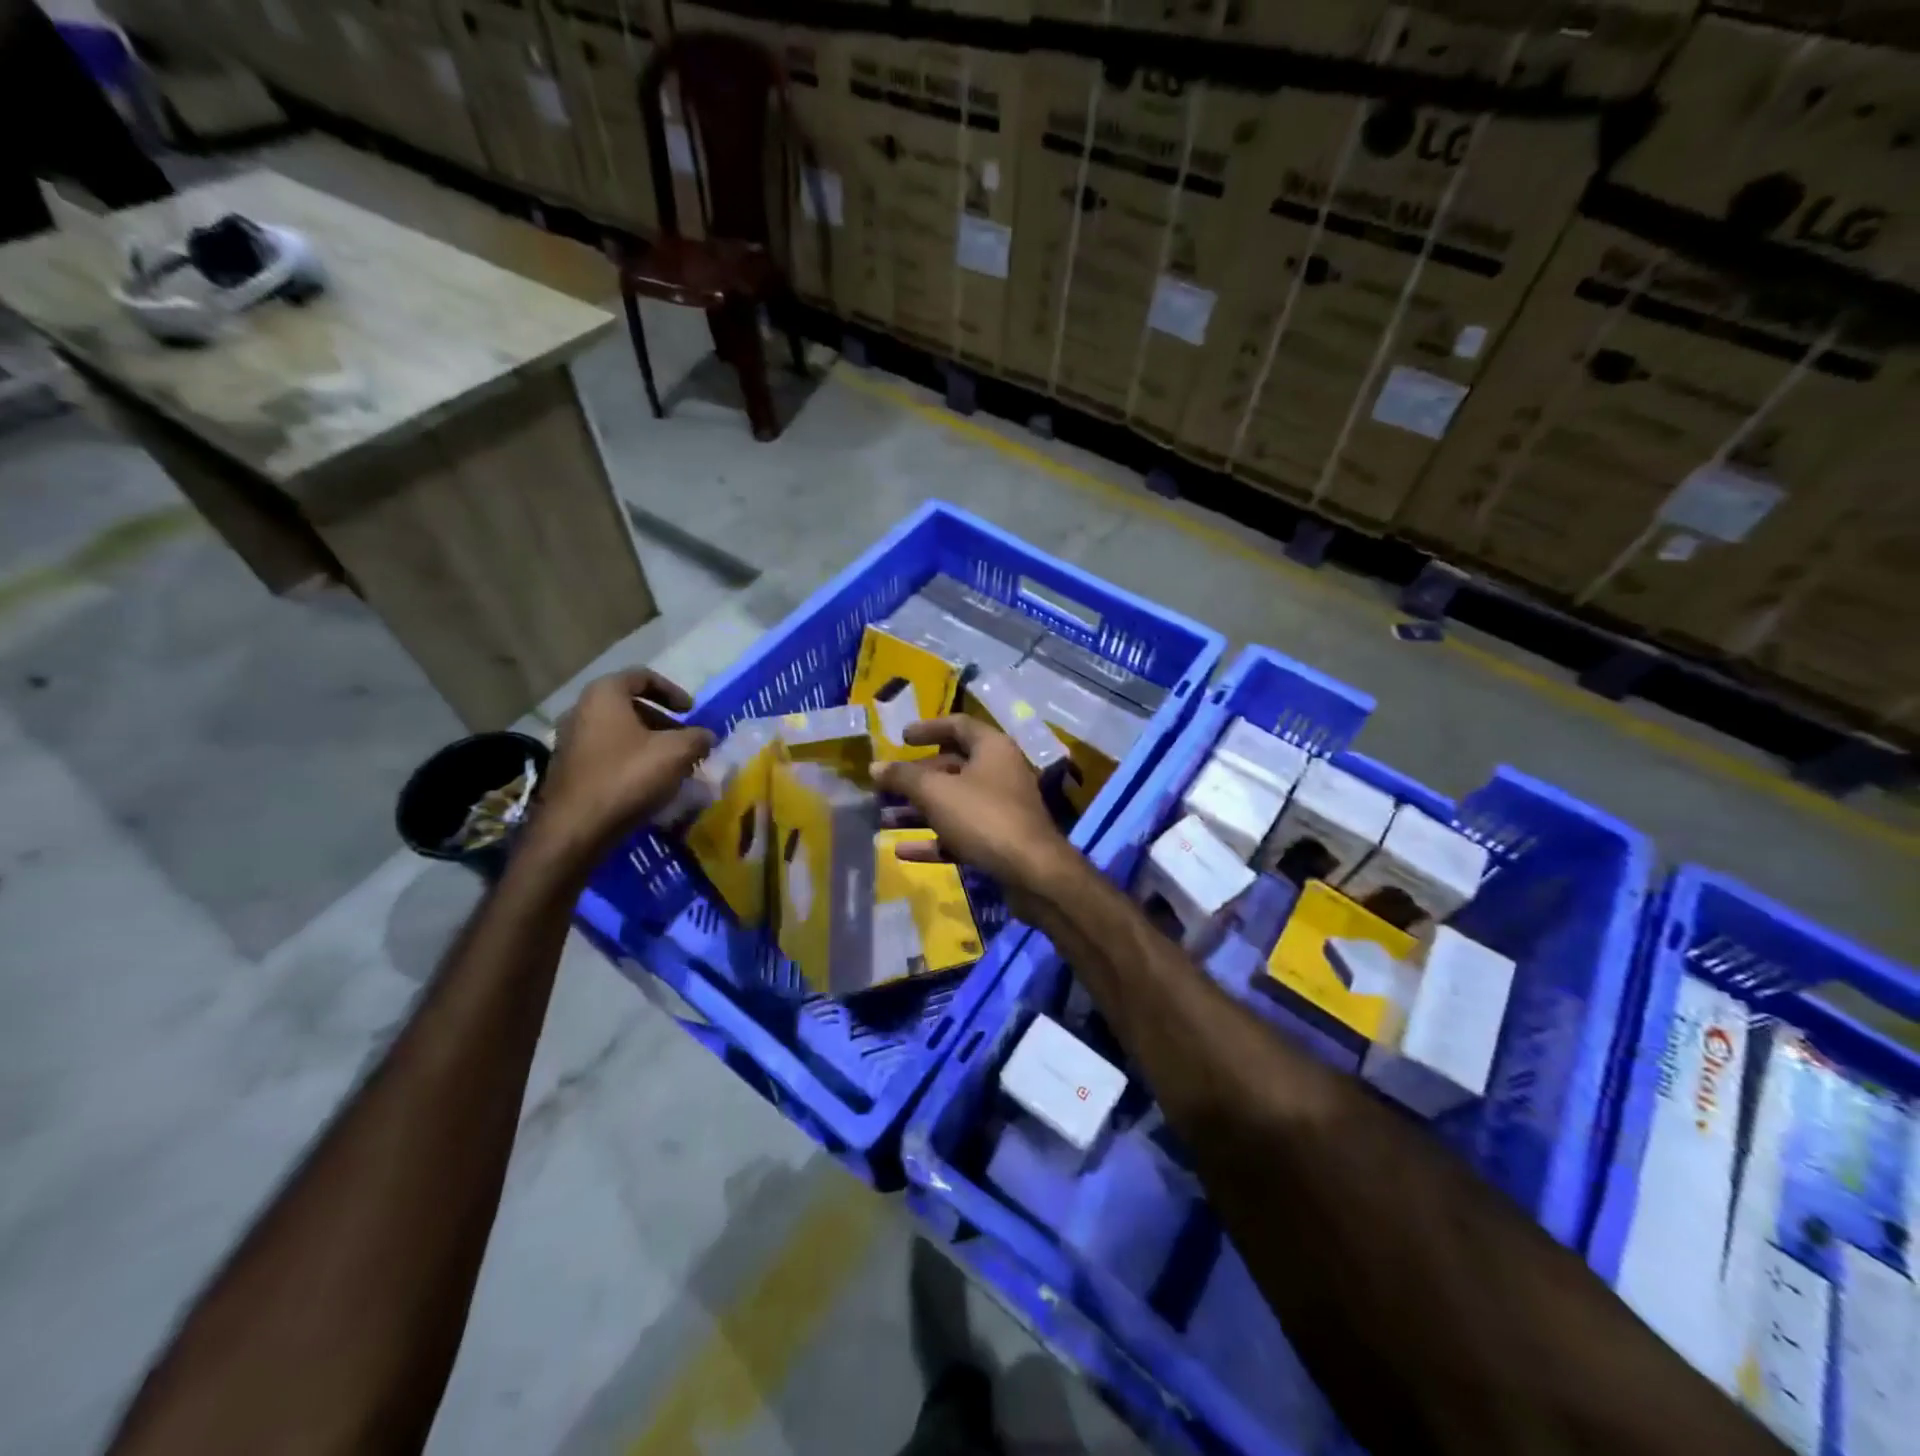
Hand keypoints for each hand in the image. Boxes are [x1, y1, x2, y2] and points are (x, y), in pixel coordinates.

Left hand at [533, 668, 713, 864]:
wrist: (575, 828)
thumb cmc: (628, 777)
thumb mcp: (677, 753)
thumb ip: (698, 737)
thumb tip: (707, 736)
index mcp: (604, 694)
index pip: (642, 676)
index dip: (672, 690)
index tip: (692, 711)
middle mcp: (581, 710)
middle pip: (629, 705)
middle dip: (662, 720)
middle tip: (685, 740)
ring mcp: (570, 740)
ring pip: (618, 731)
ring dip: (648, 742)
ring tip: (672, 764)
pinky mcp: (568, 768)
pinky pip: (606, 753)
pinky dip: (630, 759)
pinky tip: (648, 782)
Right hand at [873, 716, 1074, 899]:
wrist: (1033, 873)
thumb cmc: (983, 817)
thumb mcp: (936, 791)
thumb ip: (903, 777)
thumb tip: (875, 767)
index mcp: (992, 748)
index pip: (957, 726)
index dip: (927, 729)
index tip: (900, 738)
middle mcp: (999, 773)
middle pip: (950, 768)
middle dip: (914, 779)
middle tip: (882, 787)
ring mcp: (1000, 809)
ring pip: (952, 804)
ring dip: (917, 811)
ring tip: (881, 819)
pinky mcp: (999, 841)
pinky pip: (959, 834)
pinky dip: (933, 840)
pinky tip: (901, 851)